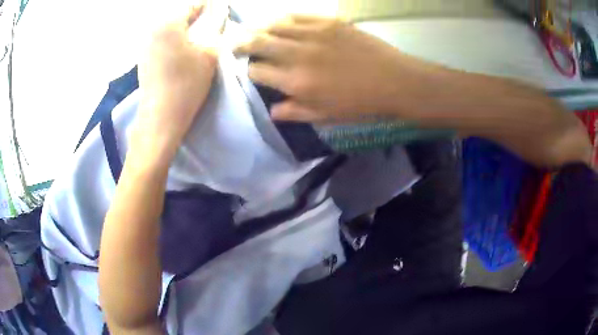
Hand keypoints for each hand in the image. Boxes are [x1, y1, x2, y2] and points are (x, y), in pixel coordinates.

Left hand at [135, 1, 226, 155]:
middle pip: (179, 15)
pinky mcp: (144, 59)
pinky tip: (184, 50)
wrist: (160, 118)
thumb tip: (220, 14)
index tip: (222, 10)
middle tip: (213, 25)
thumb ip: (216, 29)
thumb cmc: (186, 84)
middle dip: (197, 17)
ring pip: (170, 28)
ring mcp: (145, 45)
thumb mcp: (209, 54)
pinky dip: (175, 40)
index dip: (210, 6)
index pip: (192, 5)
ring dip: (186, 29)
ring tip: (200, 37)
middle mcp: (153, 30)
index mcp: (168, 23)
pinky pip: (162, 40)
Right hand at [234, 16, 417, 122]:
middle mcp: (297, 54)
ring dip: (259, 27)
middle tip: (234, 43)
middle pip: (257, 42)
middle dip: (241, 43)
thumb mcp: (325, 116)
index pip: (257, 71)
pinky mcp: (328, 21)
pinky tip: (278, 21)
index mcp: (296, 82)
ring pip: (273, 25)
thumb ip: (295, 112)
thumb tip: (271, 110)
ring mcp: (313, 34)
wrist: (394, 81)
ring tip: (253, 30)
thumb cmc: (360, 103)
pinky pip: (297, 15)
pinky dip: (283, 17)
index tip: (248, 71)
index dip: (248, 71)